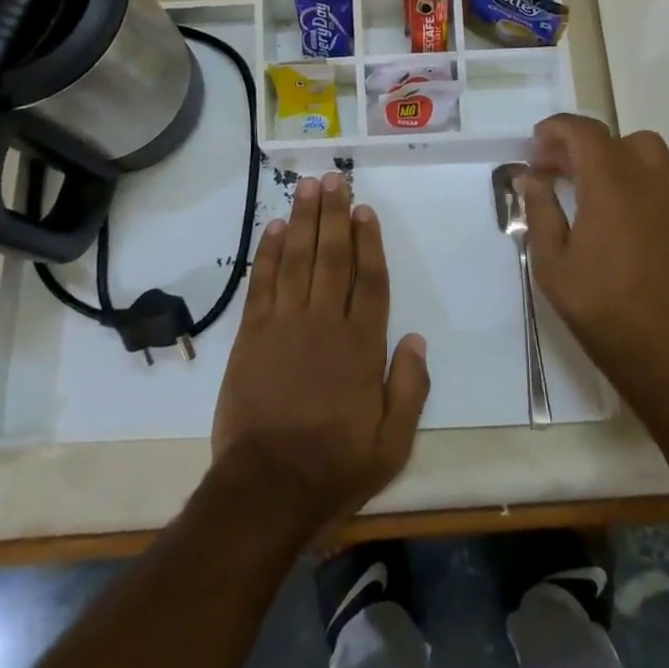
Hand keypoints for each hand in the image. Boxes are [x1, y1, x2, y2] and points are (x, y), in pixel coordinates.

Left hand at [211, 172, 429, 540]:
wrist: (267, 488)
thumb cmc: (335, 466)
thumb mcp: (393, 442)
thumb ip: (410, 387)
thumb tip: (416, 338)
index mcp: (361, 345)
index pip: (369, 280)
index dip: (368, 241)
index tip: (365, 210)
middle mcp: (324, 322)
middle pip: (331, 256)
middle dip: (333, 215)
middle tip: (333, 179)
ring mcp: (284, 324)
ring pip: (296, 259)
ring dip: (302, 220)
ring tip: (306, 187)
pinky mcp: (252, 335)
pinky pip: (262, 283)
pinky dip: (268, 253)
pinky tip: (272, 228)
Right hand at [522, 115, 668, 397]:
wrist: (665, 349)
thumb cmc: (600, 305)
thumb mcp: (552, 261)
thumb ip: (540, 211)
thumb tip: (530, 177)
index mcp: (610, 184)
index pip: (584, 132)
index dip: (556, 129)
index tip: (534, 146)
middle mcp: (646, 180)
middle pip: (613, 138)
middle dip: (577, 144)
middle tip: (551, 168)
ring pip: (643, 151)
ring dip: (611, 155)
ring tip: (585, 182)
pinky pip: (658, 176)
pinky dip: (632, 174)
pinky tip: (613, 206)